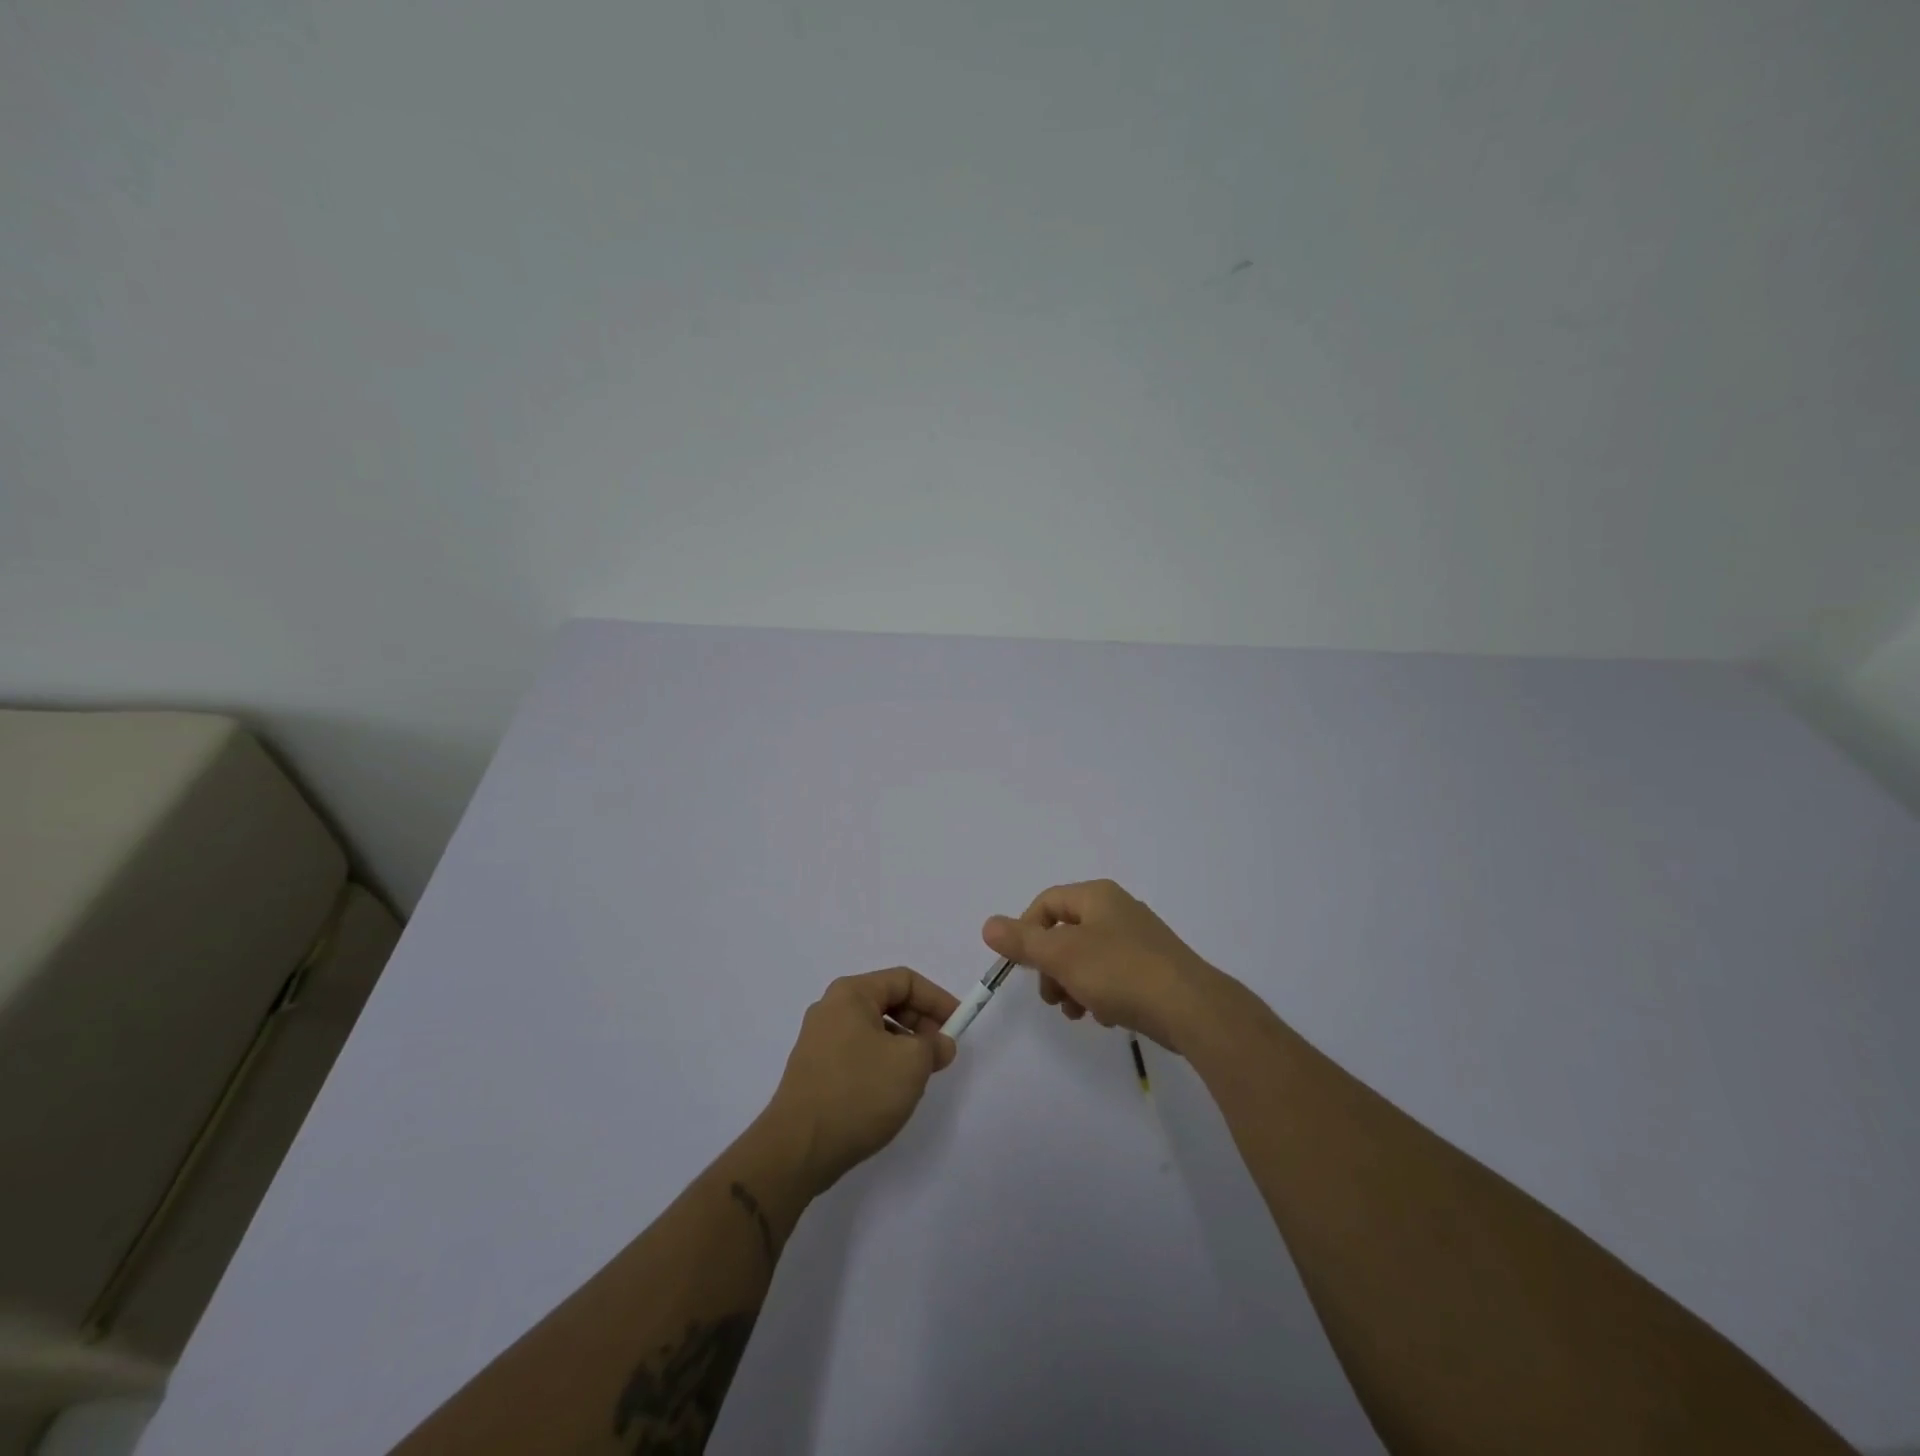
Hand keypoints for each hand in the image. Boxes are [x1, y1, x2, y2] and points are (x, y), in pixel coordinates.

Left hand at [762, 968, 959, 1194]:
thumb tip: (940, 1045)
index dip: (937, 999)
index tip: (959, 1024)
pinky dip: (882, 1062)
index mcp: (851, 994)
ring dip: (903, 1046)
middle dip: (921, 1023)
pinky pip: (858, 1053)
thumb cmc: (859, 1092)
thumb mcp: (911, 1063)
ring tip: (920, 1076)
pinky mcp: (815, 1070)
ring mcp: (819, 1040)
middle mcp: (831, 1009)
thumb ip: (934, 1046)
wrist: (798, 1149)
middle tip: (942, 1052)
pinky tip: (892, 1091)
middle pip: (887, 1002)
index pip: (904, 980)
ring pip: (874, 1030)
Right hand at [983, 879, 1231, 1052]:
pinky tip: (1105, 1017)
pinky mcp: (1153, 967)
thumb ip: (1022, 941)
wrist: (1190, 1008)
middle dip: (1051, 966)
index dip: (1026, 932)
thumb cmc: (1119, 972)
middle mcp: (1118, 909)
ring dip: (1073, 984)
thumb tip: (988, 925)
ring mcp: (1139, 938)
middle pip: (1066, 932)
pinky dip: (1100, 993)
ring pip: (1088, 958)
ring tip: (1076, 1012)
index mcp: (1096, 897)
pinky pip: (1112, 974)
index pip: (1046, 903)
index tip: (1022, 966)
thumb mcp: (1062, 955)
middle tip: (1050, 997)